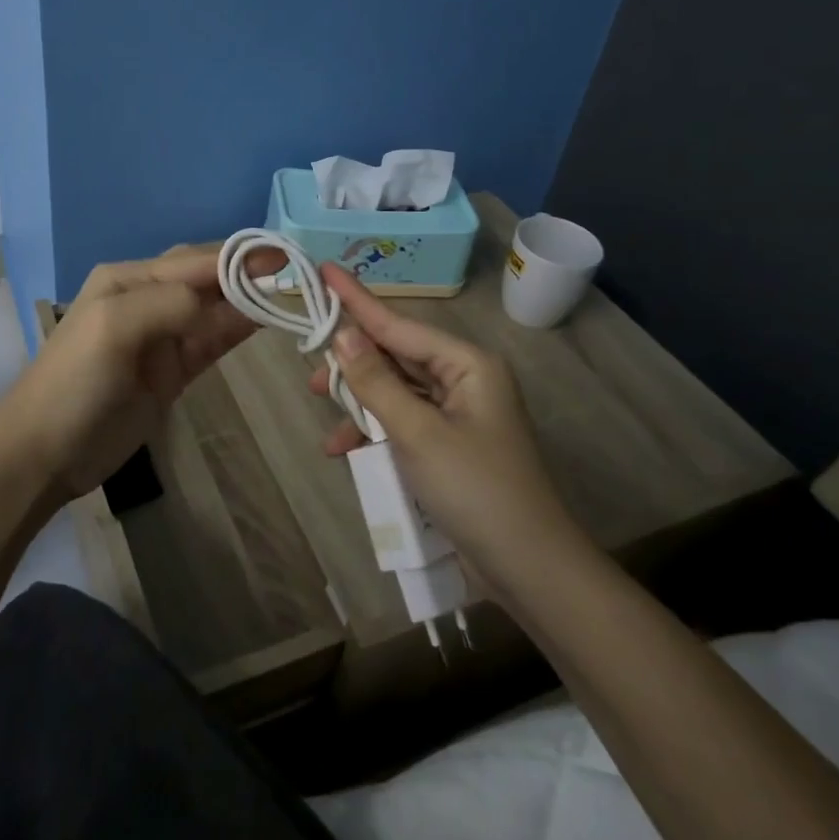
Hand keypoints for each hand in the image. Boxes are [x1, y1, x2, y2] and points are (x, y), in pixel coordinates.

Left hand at [0, 245, 274, 503]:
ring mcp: (161, 337)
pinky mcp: (171, 371)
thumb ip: (169, 303)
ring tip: (293, 293)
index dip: (240, 256)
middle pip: (206, 278)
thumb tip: (226, 300)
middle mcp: (147, 298)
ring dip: (249, 300)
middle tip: (297, 272)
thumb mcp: (114, 327)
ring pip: (213, 309)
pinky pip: (211, 341)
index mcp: (129, 279)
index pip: (195, 259)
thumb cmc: (74, 382)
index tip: (286, 256)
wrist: (43, 453)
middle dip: (248, 272)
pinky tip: (265, 321)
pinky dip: (237, 329)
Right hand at [308, 263, 582, 596]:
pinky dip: (376, 432)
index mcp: (467, 364)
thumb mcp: (417, 433)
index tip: (324, 270)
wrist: (528, 569)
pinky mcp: (451, 444)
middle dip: (353, 363)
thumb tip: (343, 334)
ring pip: (396, 390)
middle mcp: (464, 379)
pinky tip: (345, 450)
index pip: (399, 324)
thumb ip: (375, 382)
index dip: (357, 300)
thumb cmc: (475, 489)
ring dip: (361, 403)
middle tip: (310, 369)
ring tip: (323, 412)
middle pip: (396, 356)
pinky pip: (404, 422)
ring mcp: (459, 413)